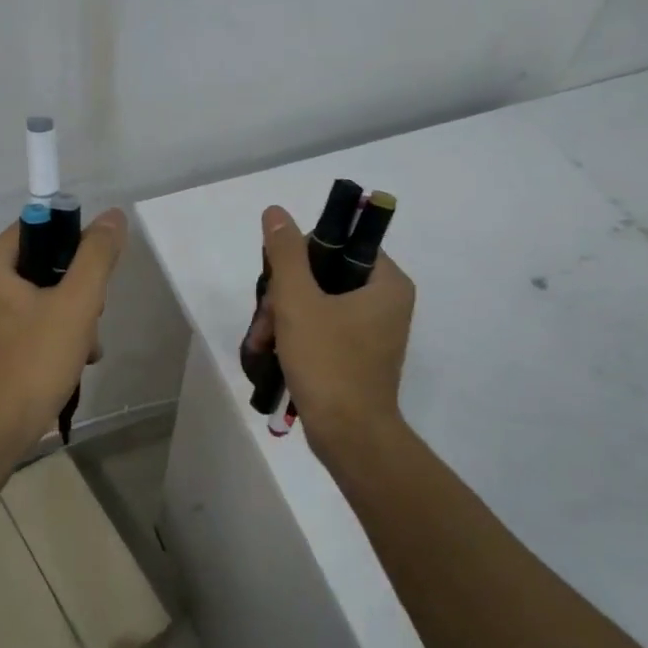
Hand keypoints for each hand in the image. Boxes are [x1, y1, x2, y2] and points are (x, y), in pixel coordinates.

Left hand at [0, 208, 127, 447]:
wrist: (1, 428)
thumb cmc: (36, 359)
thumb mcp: (77, 302)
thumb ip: (96, 255)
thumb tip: (113, 216)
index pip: (38, 227)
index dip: (73, 240)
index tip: (96, 269)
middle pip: (45, 263)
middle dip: (79, 289)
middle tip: (92, 315)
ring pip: (46, 296)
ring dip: (76, 315)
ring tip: (87, 345)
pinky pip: (37, 321)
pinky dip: (61, 334)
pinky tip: (79, 359)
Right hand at [256, 203, 414, 453]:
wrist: (348, 436)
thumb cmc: (328, 362)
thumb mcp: (299, 301)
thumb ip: (287, 253)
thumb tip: (276, 211)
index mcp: (387, 283)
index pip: (341, 245)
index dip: (302, 255)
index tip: (278, 281)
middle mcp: (386, 302)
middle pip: (324, 276)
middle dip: (284, 296)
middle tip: (265, 320)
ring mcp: (372, 332)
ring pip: (317, 304)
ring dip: (283, 318)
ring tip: (260, 343)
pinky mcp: (357, 356)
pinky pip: (322, 329)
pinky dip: (295, 336)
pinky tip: (270, 352)